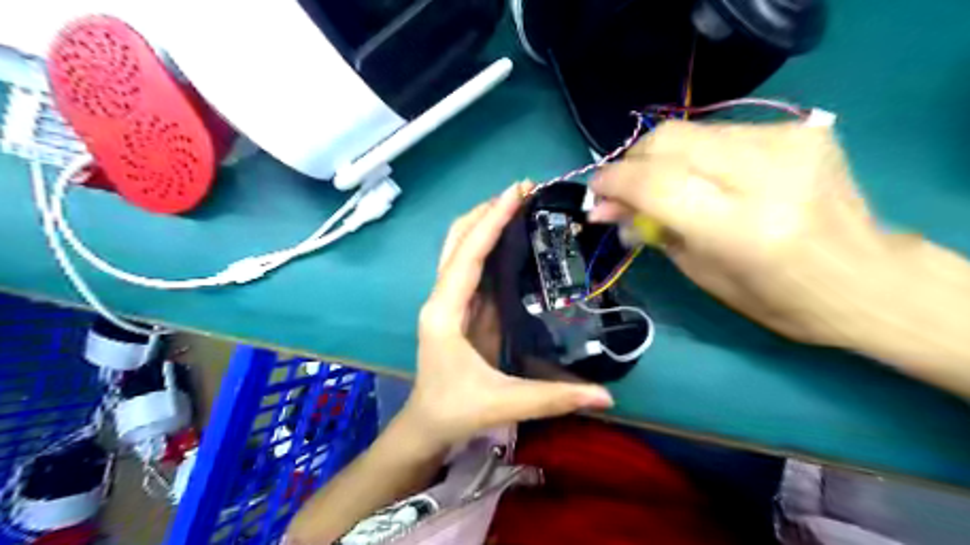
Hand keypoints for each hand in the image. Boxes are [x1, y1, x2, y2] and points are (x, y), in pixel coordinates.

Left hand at [403, 183, 612, 450]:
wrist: (426, 425)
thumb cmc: (455, 411)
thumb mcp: (503, 403)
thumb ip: (553, 398)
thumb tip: (607, 398)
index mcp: (444, 313)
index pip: (467, 255)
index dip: (491, 221)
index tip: (516, 192)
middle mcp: (442, 298)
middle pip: (457, 240)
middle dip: (487, 211)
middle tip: (523, 191)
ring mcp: (450, 300)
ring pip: (461, 248)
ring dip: (486, 222)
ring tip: (520, 204)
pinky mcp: (462, 308)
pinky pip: (473, 266)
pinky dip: (489, 244)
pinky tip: (514, 238)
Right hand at [588, 122, 896, 345]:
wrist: (866, 278)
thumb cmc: (778, 298)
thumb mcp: (702, 274)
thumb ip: (654, 231)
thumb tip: (609, 209)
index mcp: (741, 227)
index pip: (656, 183)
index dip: (615, 182)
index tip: (596, 193)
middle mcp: (767, 174)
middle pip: (669, 141)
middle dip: (632, 163)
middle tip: (621, 191)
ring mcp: (788, 143)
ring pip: (690, 131)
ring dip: (659, 158)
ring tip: (655, 186)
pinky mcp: (799, 129)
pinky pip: (719, 132)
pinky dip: (693, 154)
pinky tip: (696, 176)